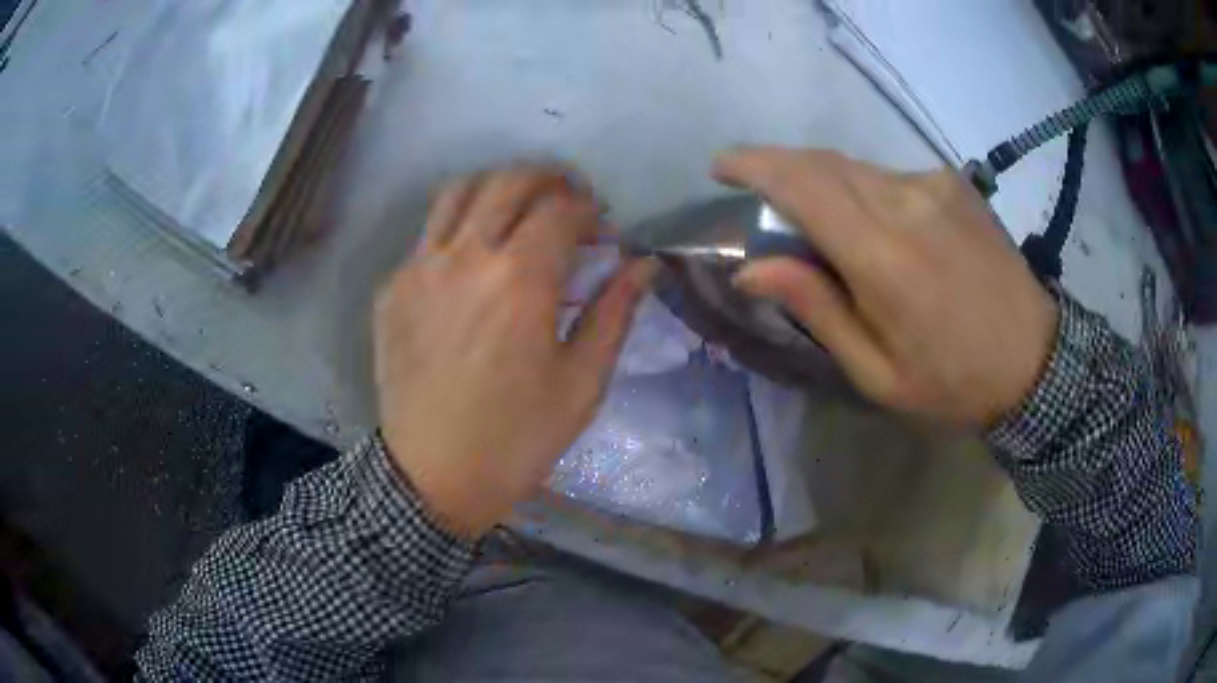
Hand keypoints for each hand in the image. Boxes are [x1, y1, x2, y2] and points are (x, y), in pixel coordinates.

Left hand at [374, 165, 656, 536]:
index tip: (604, 230)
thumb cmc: (517, 438)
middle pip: (509, 182)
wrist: (432, 476)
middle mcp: (466, 257)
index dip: (591, 209)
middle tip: (569, 202)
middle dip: (548, 180)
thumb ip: (614, 312)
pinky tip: (473, 257)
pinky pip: (427, 232)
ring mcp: (419, 267)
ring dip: (497, 187)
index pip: (561, 208)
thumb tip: (645, 264)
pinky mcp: (392, 287)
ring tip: (519, 209)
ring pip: (459, 191)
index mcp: (520, 280)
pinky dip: (458, 225)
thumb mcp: (582, 383)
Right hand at [717, 148, 1058, 426]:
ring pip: (854, 167)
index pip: (802, 186)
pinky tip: (874, 226)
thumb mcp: (877, 371)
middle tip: (758, 195)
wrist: (1034, 359)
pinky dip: (862, 189)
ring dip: (821, 182)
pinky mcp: (952, 183)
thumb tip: (750, 267)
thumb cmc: (952, 380)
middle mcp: (906, 202)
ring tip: (817, 222)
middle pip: (822, 164)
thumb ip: (817, 308)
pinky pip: (887, 175)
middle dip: (778, 168)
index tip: (720, 166)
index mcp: (884, 258)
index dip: (753, 165)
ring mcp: (933, 185)